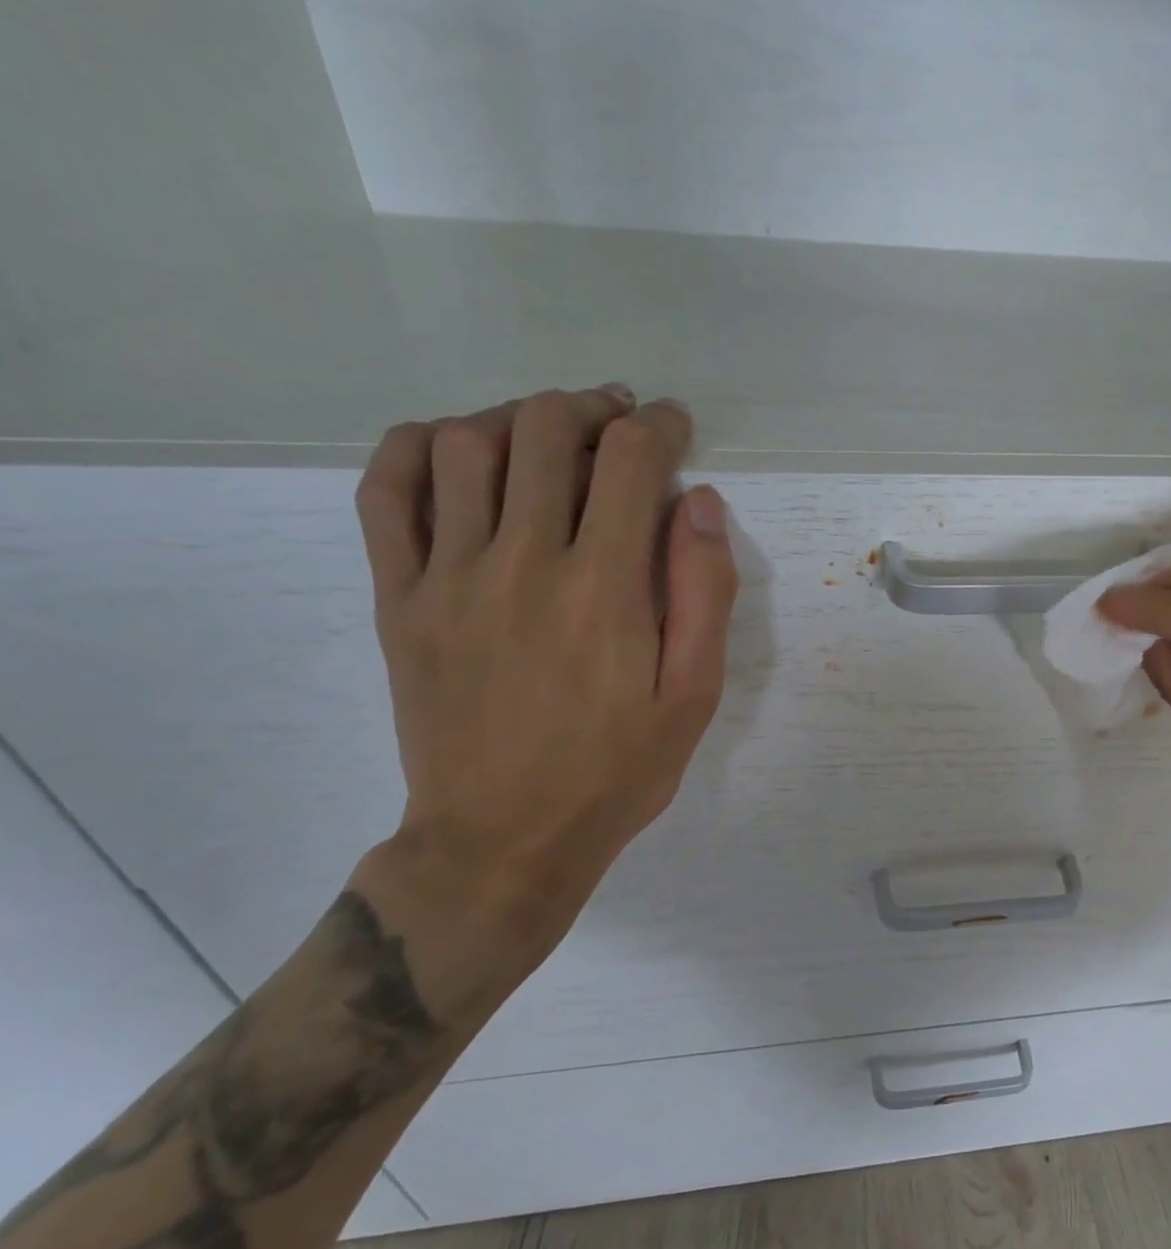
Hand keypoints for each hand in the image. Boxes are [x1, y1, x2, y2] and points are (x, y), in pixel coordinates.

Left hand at [352, 386, 736, 976]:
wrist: (503, 840)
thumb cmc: (617, 772)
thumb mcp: (694, 696)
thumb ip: (704, 593)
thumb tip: (699, 503)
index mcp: (606, 587)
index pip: (630, 459)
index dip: (661, 426)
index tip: (675, 427)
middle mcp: (523, 560)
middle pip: (547, 430)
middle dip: (594, 408)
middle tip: (620, 422)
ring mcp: (448, 575)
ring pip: (466, 443)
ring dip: (517, 417)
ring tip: (550, 433)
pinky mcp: (400, 597)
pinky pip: (387, 491)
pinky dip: (417, 446)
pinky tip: (455, 448)